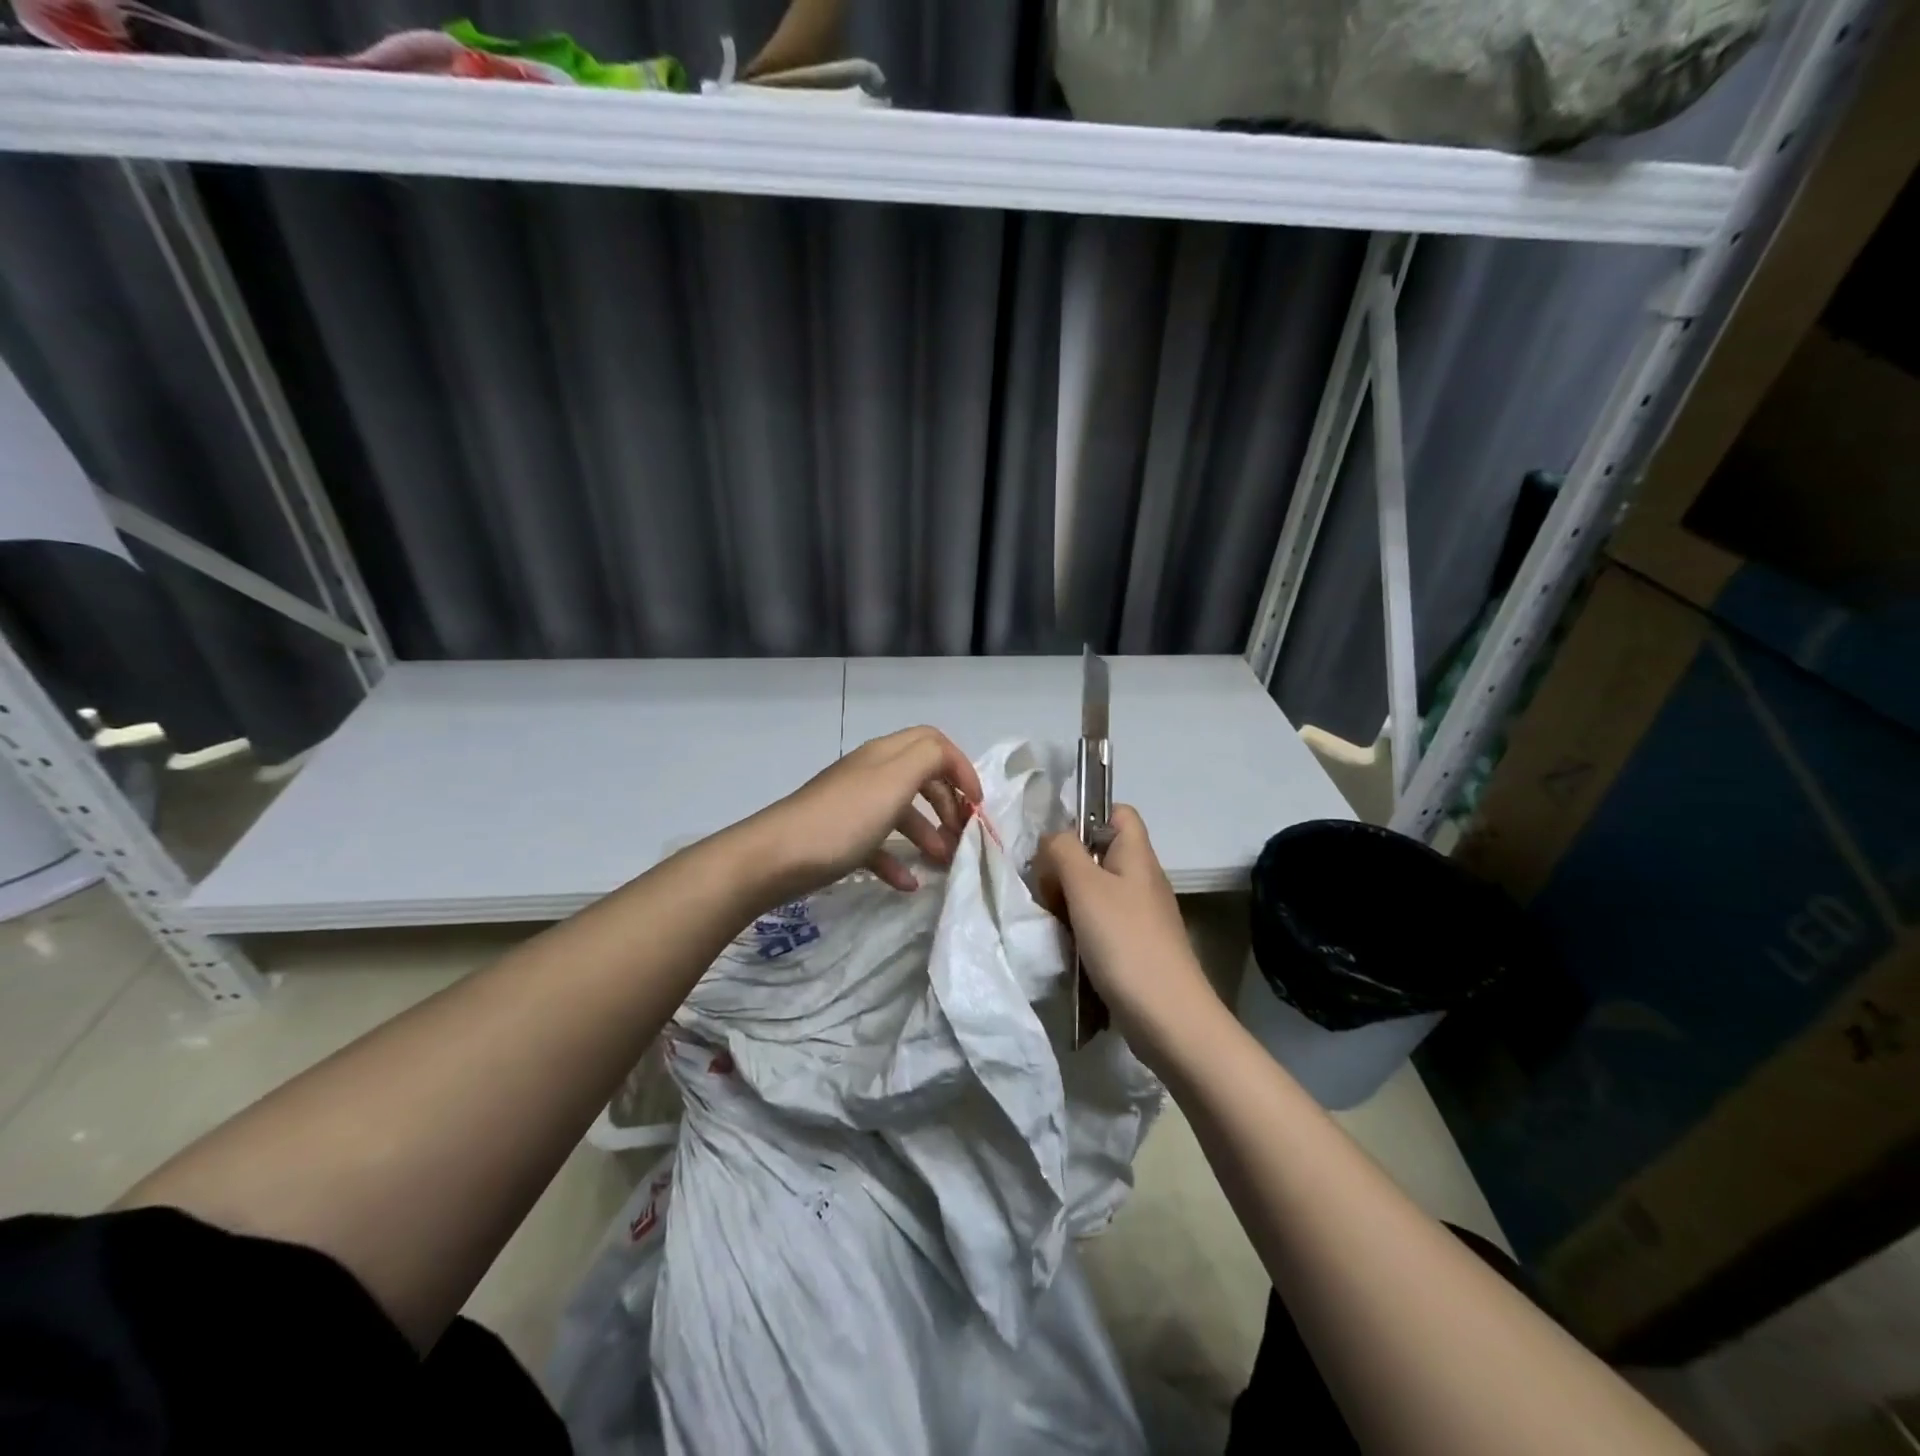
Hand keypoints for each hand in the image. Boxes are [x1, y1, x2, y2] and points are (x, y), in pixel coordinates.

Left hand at [742, 726, 985, 903]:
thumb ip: (929, 758)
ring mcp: (852, 806)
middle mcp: (869, 774)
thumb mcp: (895, 780)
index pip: (933, 743)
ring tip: (943, 862)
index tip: (976, 804)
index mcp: (885, 755)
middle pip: (920, 777)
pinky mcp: (838, 838)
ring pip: (901, 812)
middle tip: (963, 835)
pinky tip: (908, 884)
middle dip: (947, 803)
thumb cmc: (843, 819)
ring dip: (927, 833)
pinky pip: (877, 845)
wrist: (774, 858)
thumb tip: (948, 761)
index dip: (961, 767)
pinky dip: (897, 861)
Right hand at [1038, 806, 1225, 1069]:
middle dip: (1067, 865)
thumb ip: (1062, 851)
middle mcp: (1142, 879)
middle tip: (1046, 889)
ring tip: (1052, 920)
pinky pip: (1101, 923)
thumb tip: (1052, 840)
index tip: (1057, 844)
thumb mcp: (1085, 886)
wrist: (1167, 1017)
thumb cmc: (1125, 942)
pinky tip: (1067, 947)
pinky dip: (1080, 929)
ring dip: (1069, 901)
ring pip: (1096, 890)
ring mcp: (1141, 915)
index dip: (1087, 816)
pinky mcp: (1135, 946)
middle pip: (1100, 853)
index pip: (1118, 812)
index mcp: (1137, 855)